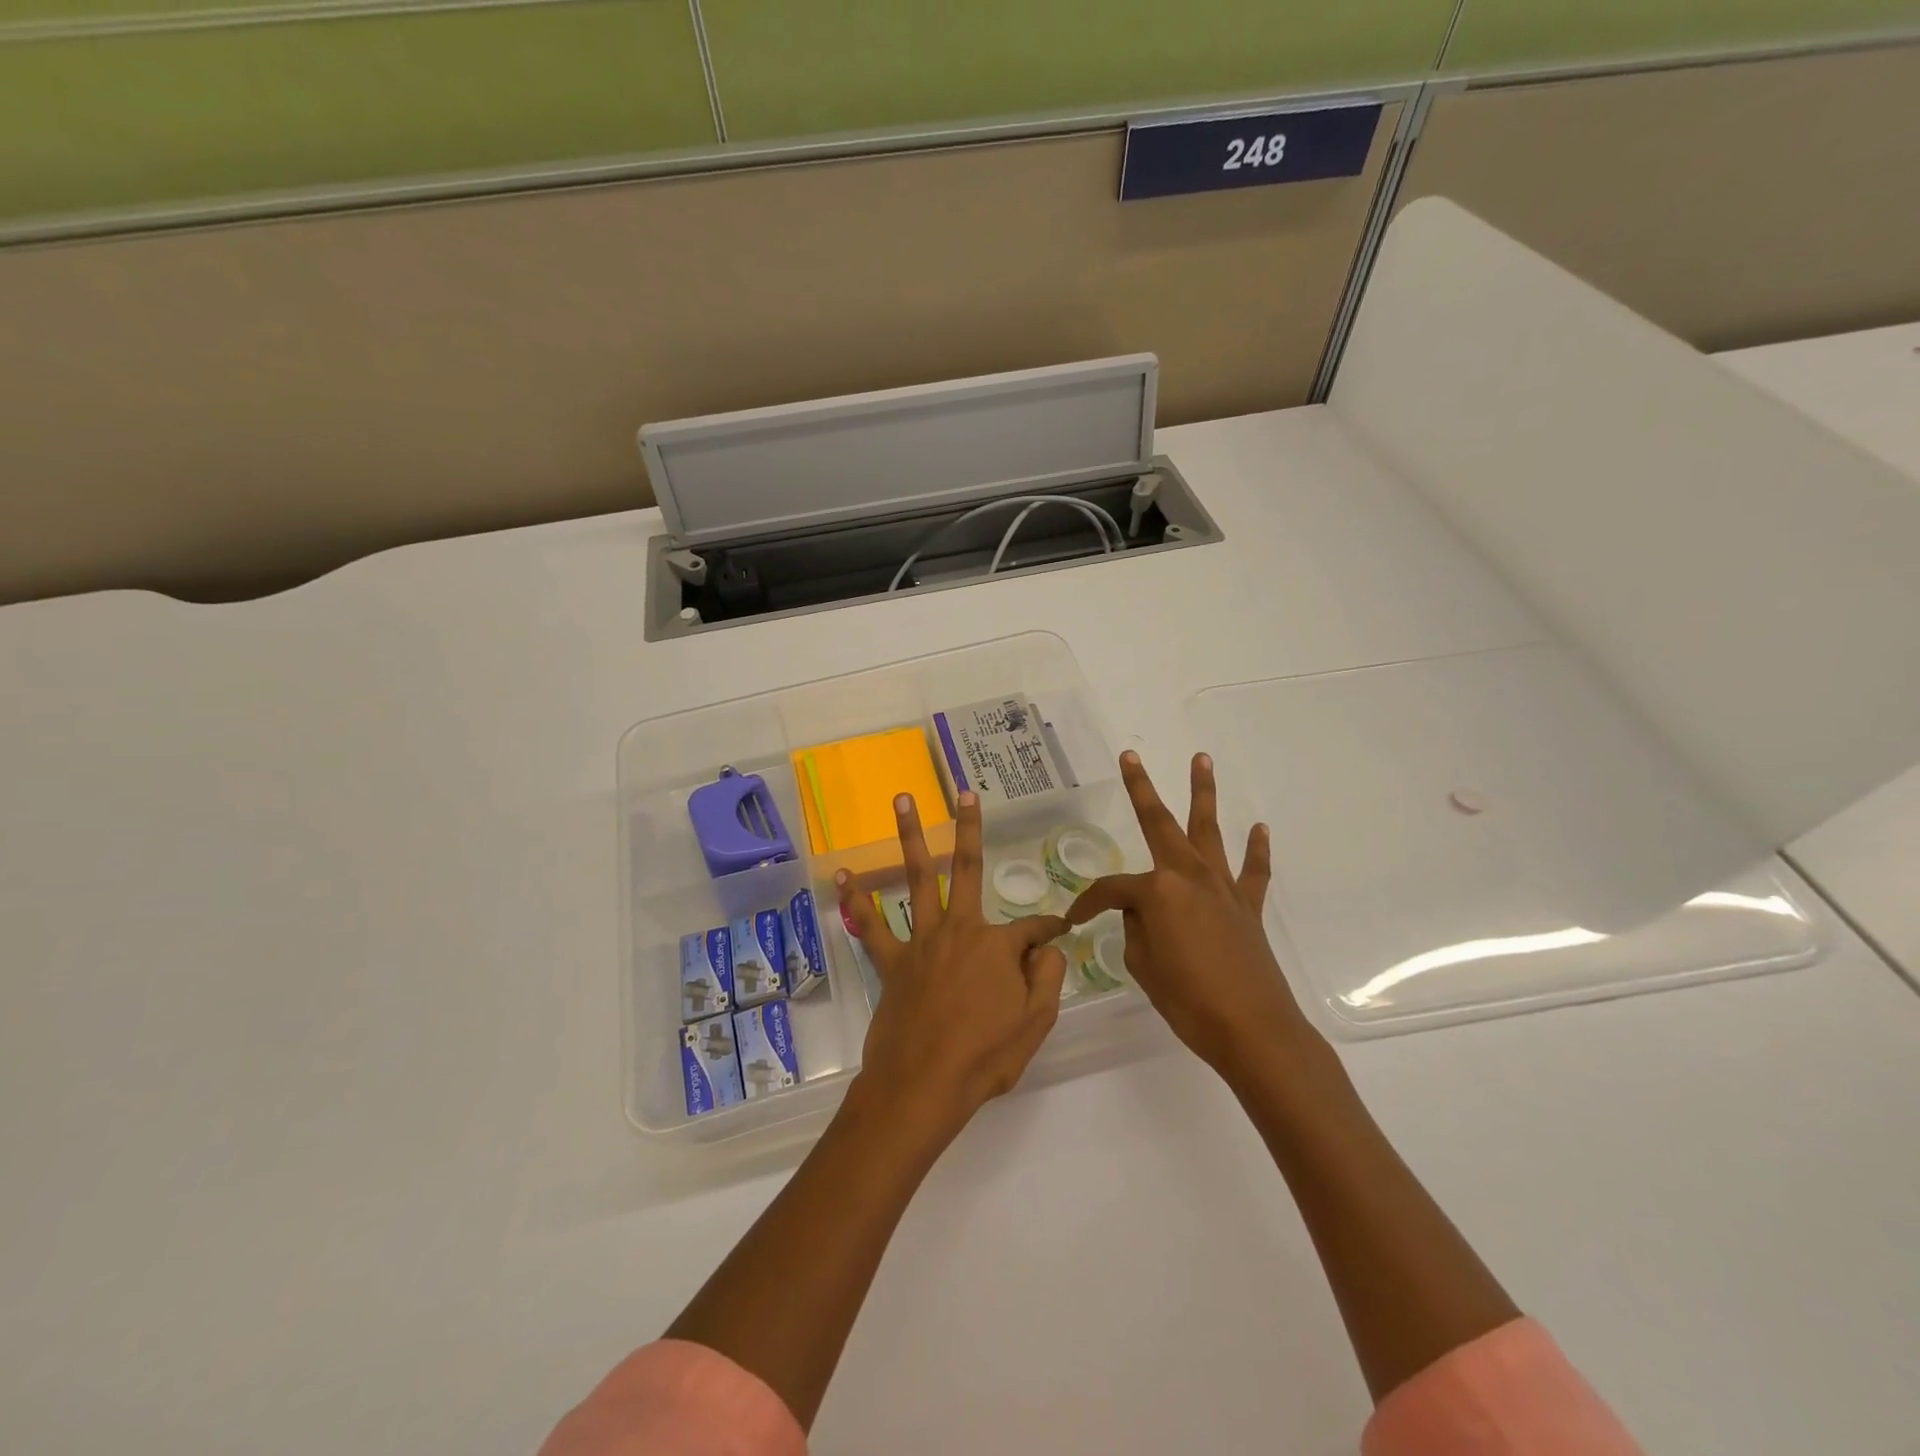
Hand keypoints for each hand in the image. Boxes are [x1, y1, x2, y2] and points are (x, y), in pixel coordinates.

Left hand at [838, 791, 1068, 1141]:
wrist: (922, 1087)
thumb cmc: (985, 1058)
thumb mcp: (1036, 1022)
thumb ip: (1047, 977)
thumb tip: (1049, 947)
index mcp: (997, 945)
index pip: (1034, 929)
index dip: (1050, 931)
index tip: (1060, 934)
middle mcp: (959, 930)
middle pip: (965, 868)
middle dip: (968, 828)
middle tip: (964, 793)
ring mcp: (921, 942)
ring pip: (916, 878)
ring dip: (910, 837)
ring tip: (902, 799)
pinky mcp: (892, 962)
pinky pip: (872, 926)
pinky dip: (857, 902)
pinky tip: (843, 877)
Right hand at [1067, 751, 1314, 1074]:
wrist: (1254, 1030)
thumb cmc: (1189, 1001)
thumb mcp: (1143, 966)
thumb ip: (1137, 931)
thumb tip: (1143, 915)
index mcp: (1157, 891)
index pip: (1111, 889)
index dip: (1088, 904)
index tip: (1074, 921)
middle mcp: (1189, 876)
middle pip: (1160, 824)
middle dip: (1141, 789)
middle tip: (1130, 757)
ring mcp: (1223, 888)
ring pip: (1209, 830)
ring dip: (1203, 794)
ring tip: (1201, 759)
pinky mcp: (1248, 907)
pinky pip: (1253, 871)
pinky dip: (1257, 849)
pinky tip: (1258, 827)